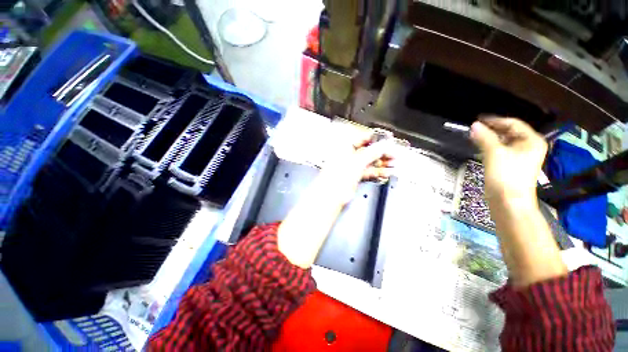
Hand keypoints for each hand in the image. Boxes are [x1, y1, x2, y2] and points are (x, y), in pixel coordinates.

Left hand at [321, 136, 395, 204]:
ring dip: (382, 163)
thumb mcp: (356, 162)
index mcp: (345, 148)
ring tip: (394, 163)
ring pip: (370, 162)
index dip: (376, 139)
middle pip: (368, 151)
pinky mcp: (355, 178)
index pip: (363, 139)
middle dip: (382, 152)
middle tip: (394, 154)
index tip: (388, 139)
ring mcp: (351, 167)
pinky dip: (378, 172)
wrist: (331, 196)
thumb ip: (371, 152)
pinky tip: (387, 172)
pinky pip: (368, 172)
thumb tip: (383, 145)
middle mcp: (348, 156)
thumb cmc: (336, 177)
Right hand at [470, 117, 565, 286]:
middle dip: (492, 129)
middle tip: (475, 128)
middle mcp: (529, 147)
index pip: (513, 123)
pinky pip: (501, 151)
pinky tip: (480, 147)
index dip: (495, 120)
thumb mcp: (494, 153)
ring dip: (490, 138)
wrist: (508, 202)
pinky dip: (491, 147)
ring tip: (475, 136)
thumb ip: (484, 137)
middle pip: (509, 132)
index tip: (478, 119)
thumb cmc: (506, 176)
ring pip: (504, 142)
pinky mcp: (511, 166)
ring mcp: (521, 157)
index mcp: (531, 141)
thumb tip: (474, 125)